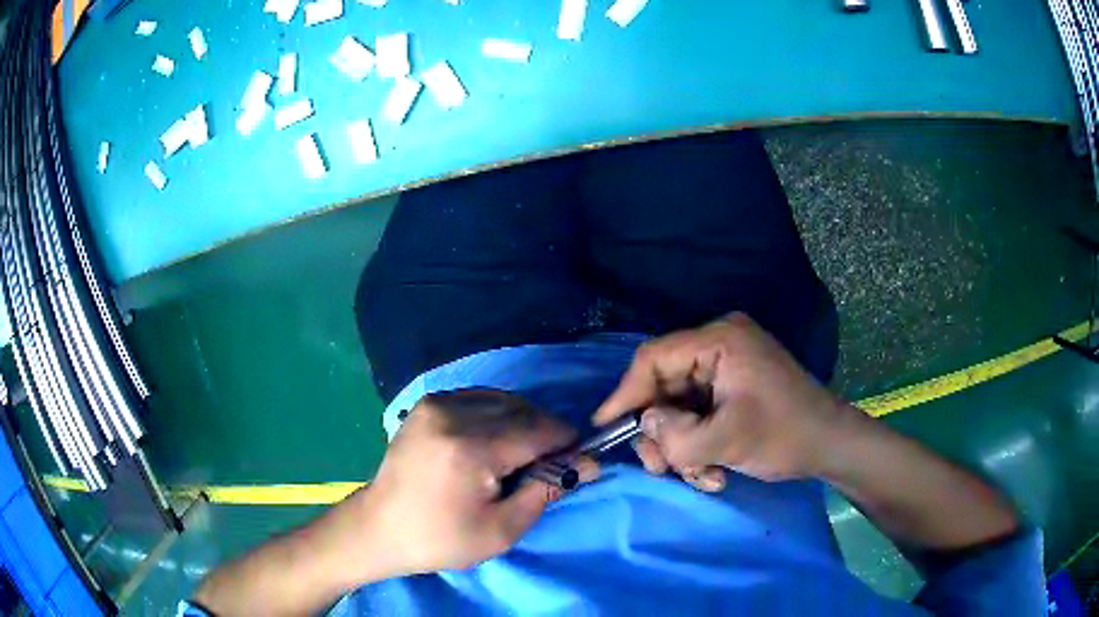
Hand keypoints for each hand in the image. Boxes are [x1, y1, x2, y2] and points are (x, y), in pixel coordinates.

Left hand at [353, 390, 598, 577]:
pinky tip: (494, 442)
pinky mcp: (427, 403)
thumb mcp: (502, 530)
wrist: (380, 527)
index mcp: (470, 448)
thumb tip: (586, 464)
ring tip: (520, 456)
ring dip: (523, 423)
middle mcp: (452, 413)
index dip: (566, 443)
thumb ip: (546, 491)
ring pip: (503, 400)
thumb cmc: (441, 539)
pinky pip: (479, 399)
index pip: (539, 430)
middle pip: (523, 410)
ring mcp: (436, 403)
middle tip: (547, 466)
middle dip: (545, 434)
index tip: (578, 461)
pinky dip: (498, 416)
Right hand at [594, 313, 860, 489]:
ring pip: (679, 407)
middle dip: (661, 432)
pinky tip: (714, 471)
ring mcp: (727, 368)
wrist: (830, 445)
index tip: (605, 425)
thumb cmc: (784, 435)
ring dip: (683, 447)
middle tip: (662, 469)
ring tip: (702, 477)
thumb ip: (675, 434)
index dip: (625, 392)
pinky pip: (698, 414)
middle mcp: (719, 346)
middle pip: (664, 386)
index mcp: (719, 340)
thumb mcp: (726, 440)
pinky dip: (698, 445)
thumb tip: (646, 422)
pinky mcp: (733, 389)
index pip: (654, 358)